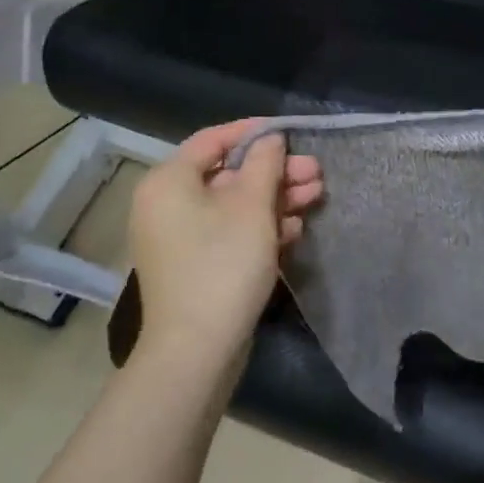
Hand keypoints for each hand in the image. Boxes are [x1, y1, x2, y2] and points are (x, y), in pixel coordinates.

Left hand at [128, 120, 322, 365]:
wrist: (197, 350)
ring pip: (233, 205)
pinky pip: (229, 232)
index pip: (213, 139)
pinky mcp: (195, 265)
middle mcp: (167, 204)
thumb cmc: (223, 264)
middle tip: (316, 173)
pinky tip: (294, 229)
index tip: (291, 132)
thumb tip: (270, 138)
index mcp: (169, 181)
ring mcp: (180, 237)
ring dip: (275, 199)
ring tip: (316, 197)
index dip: (254, 132)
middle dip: (275, 172)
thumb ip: (264, 164)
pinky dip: (260, 227)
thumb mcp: (252, 206)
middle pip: (228, 174)